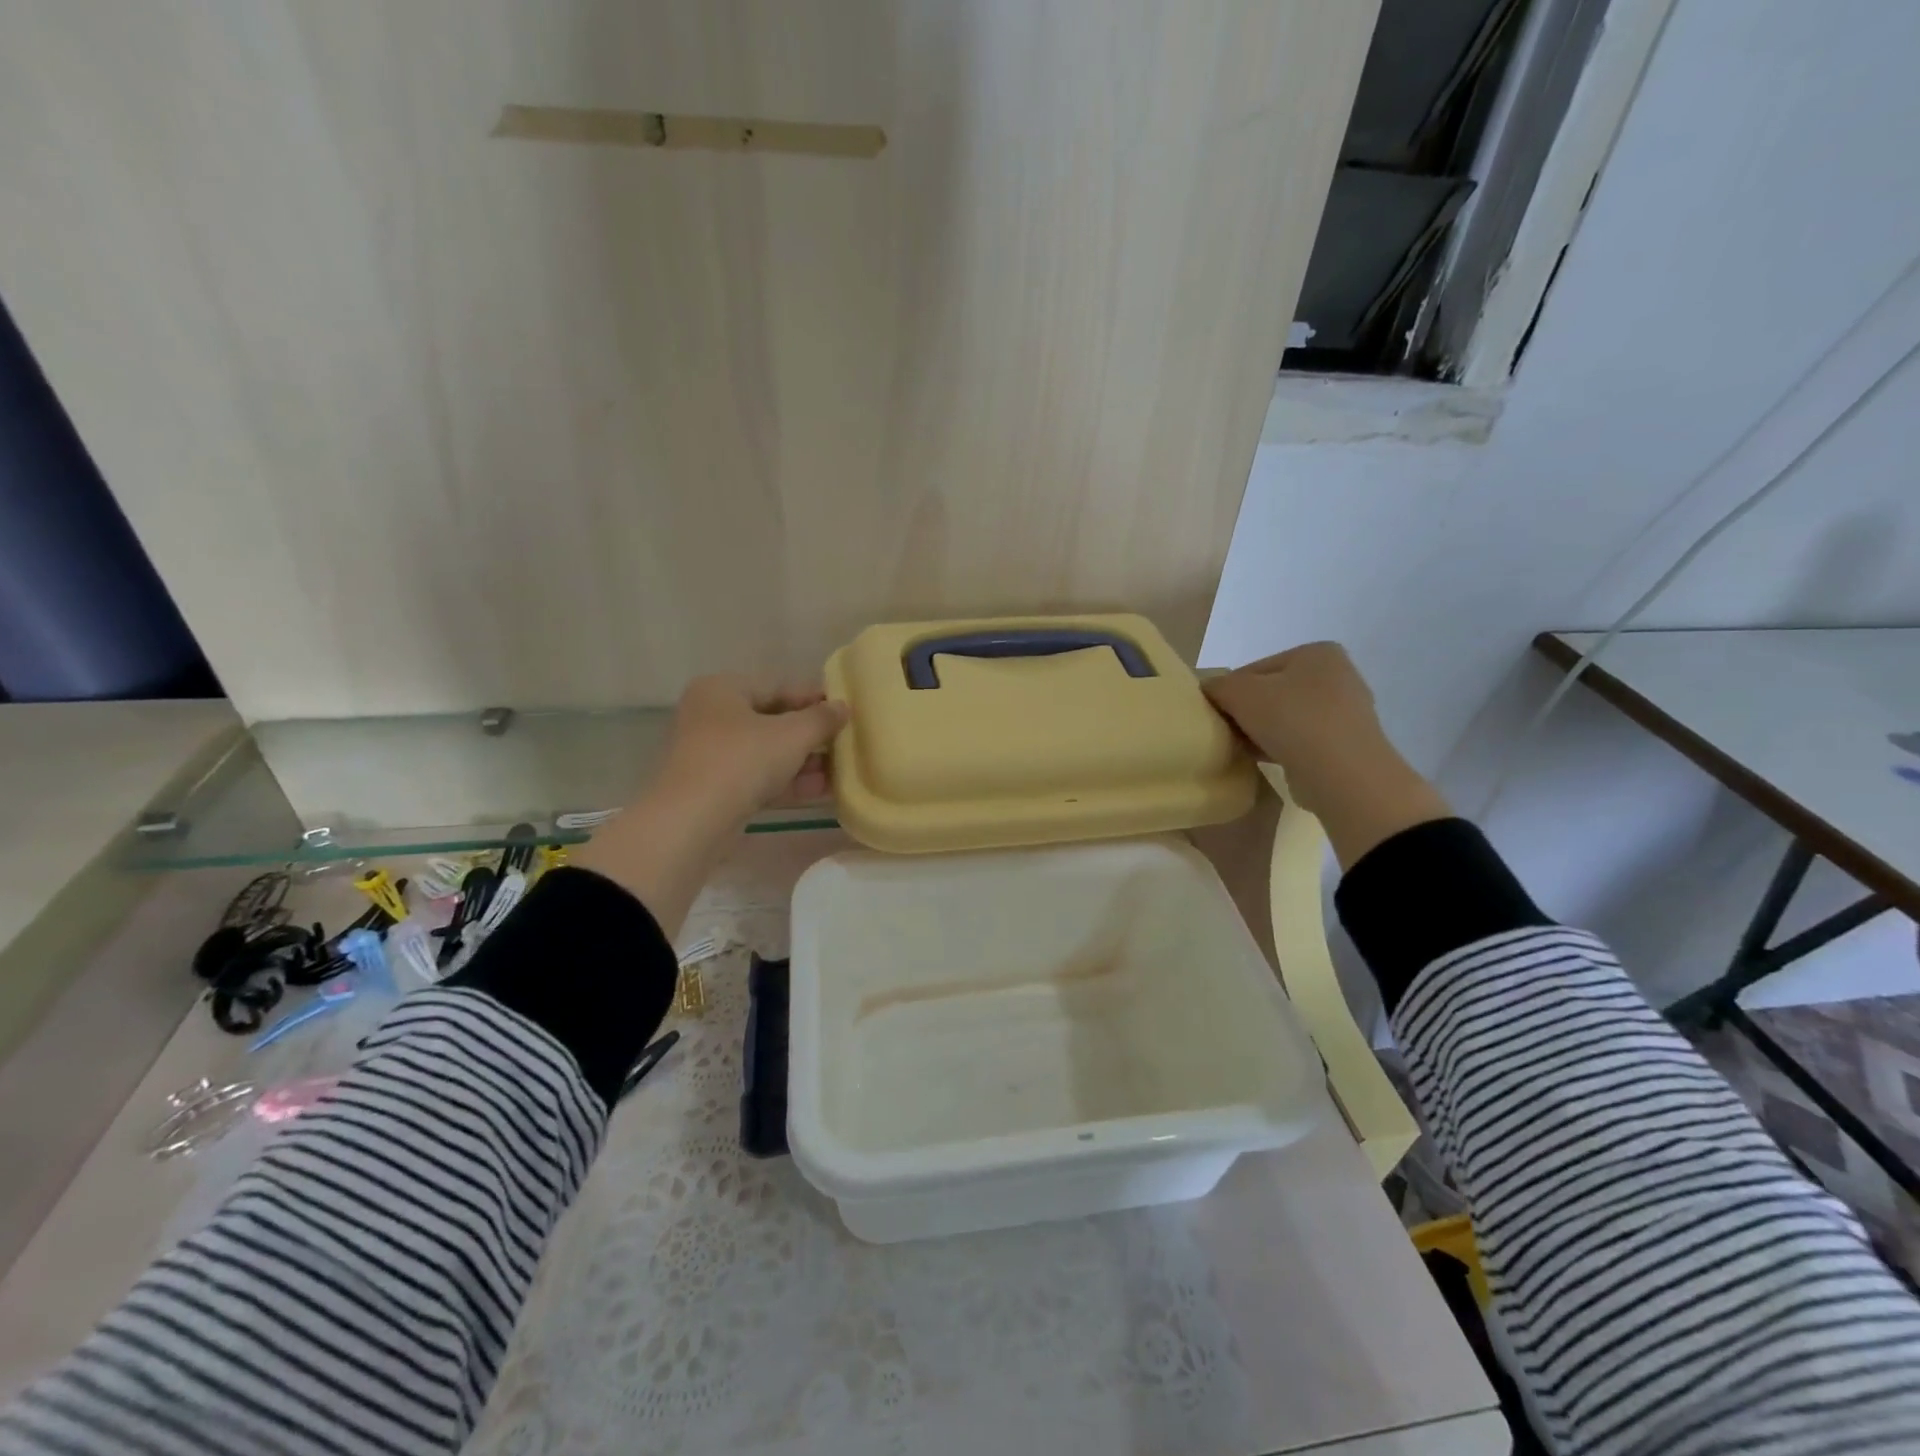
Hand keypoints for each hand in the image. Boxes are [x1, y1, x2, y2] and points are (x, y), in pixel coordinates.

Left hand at [657, 676, 849, 826]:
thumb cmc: (741, 760)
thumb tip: (843, 707)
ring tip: (839, 770)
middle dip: (810, 735)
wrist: (692, 821)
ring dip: (803, 762)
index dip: (814, 698)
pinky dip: (786, 782)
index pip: (777, 687)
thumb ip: (821, 718)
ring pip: (765, 753)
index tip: (844, 710)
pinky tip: (820, 791)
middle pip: (770, 721)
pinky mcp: (712, 789)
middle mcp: (710, 717)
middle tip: (844, 742)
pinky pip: (756, 778)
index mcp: (721, 690)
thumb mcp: (791, 735)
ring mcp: (708, 755)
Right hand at [1204, 643, 1450, 867]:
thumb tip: (1209, 691)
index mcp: (1317, 653)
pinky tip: (1262, 760)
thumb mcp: (1239, 692)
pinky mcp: (1346, 746)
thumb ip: (1217, 686)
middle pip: (1272, 693)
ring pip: (1286, 719)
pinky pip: (1301, 742)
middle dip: (1247, 712)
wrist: (1340, 773)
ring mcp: (1346, 713)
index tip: (1216, 713)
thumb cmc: (1290, 719)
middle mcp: (1338, 677)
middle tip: (1226, 732)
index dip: (1230, 690)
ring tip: (1241, 748)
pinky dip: (1281, 748)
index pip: (1256, 668)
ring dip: (1261, 732)